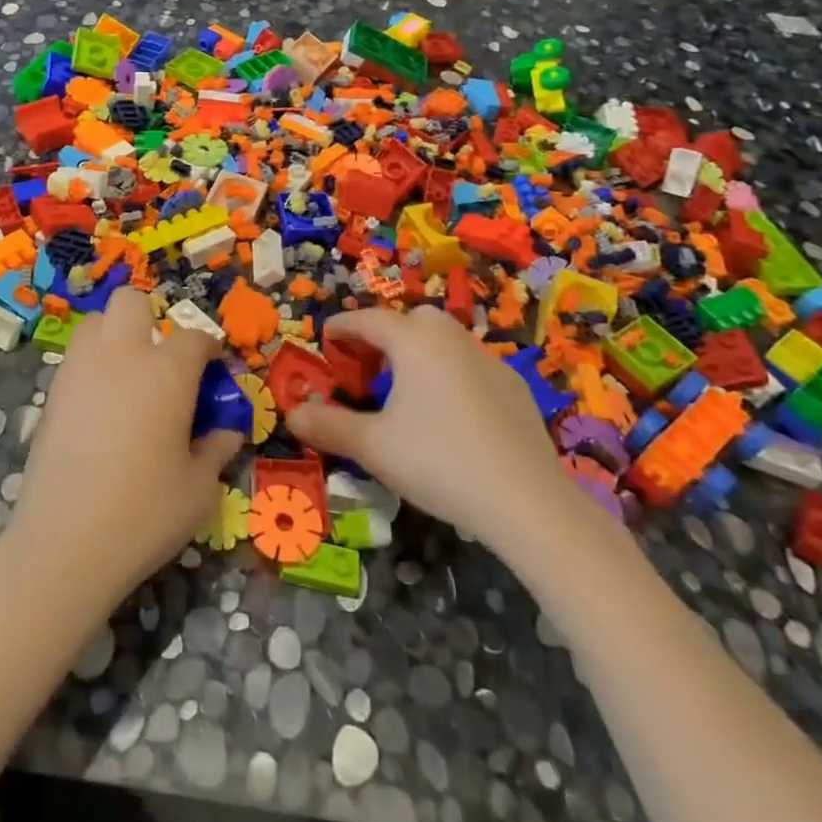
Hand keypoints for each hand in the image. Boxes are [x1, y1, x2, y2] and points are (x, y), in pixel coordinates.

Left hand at [9, 288, 244, 612]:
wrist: (64, 543)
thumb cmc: (145, 513)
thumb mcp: (199, 488)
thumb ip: (216, 448)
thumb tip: (226, 431)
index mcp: (167, 371)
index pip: (194, 338)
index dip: (208, 351)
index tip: (213, 372)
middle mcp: (122, 356)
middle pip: (131, 302)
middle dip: (150, 319)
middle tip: (162, 363)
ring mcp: (80, 370)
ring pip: (96, 323)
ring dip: (115, 337)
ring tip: (128, 380)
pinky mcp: (51, 394)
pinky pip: (76, 359)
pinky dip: (92, 368)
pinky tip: (102, 410)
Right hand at [287, 306, 604, 568]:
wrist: (528, 501)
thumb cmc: (439, 462)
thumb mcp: (373, 447)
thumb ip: (329, 426)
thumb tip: (293, 414)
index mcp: (413, 341)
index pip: (367, 320)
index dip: (341, 328)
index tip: (325, 337)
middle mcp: (450, 338)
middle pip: (409, 320)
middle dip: (382, 334)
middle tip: (365, 364)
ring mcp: (487, 360)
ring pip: (442, 339)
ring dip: (417, 351)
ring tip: (403, 388)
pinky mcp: (513, 386)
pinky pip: (468, 364)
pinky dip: (448, 372)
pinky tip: (448, 412)